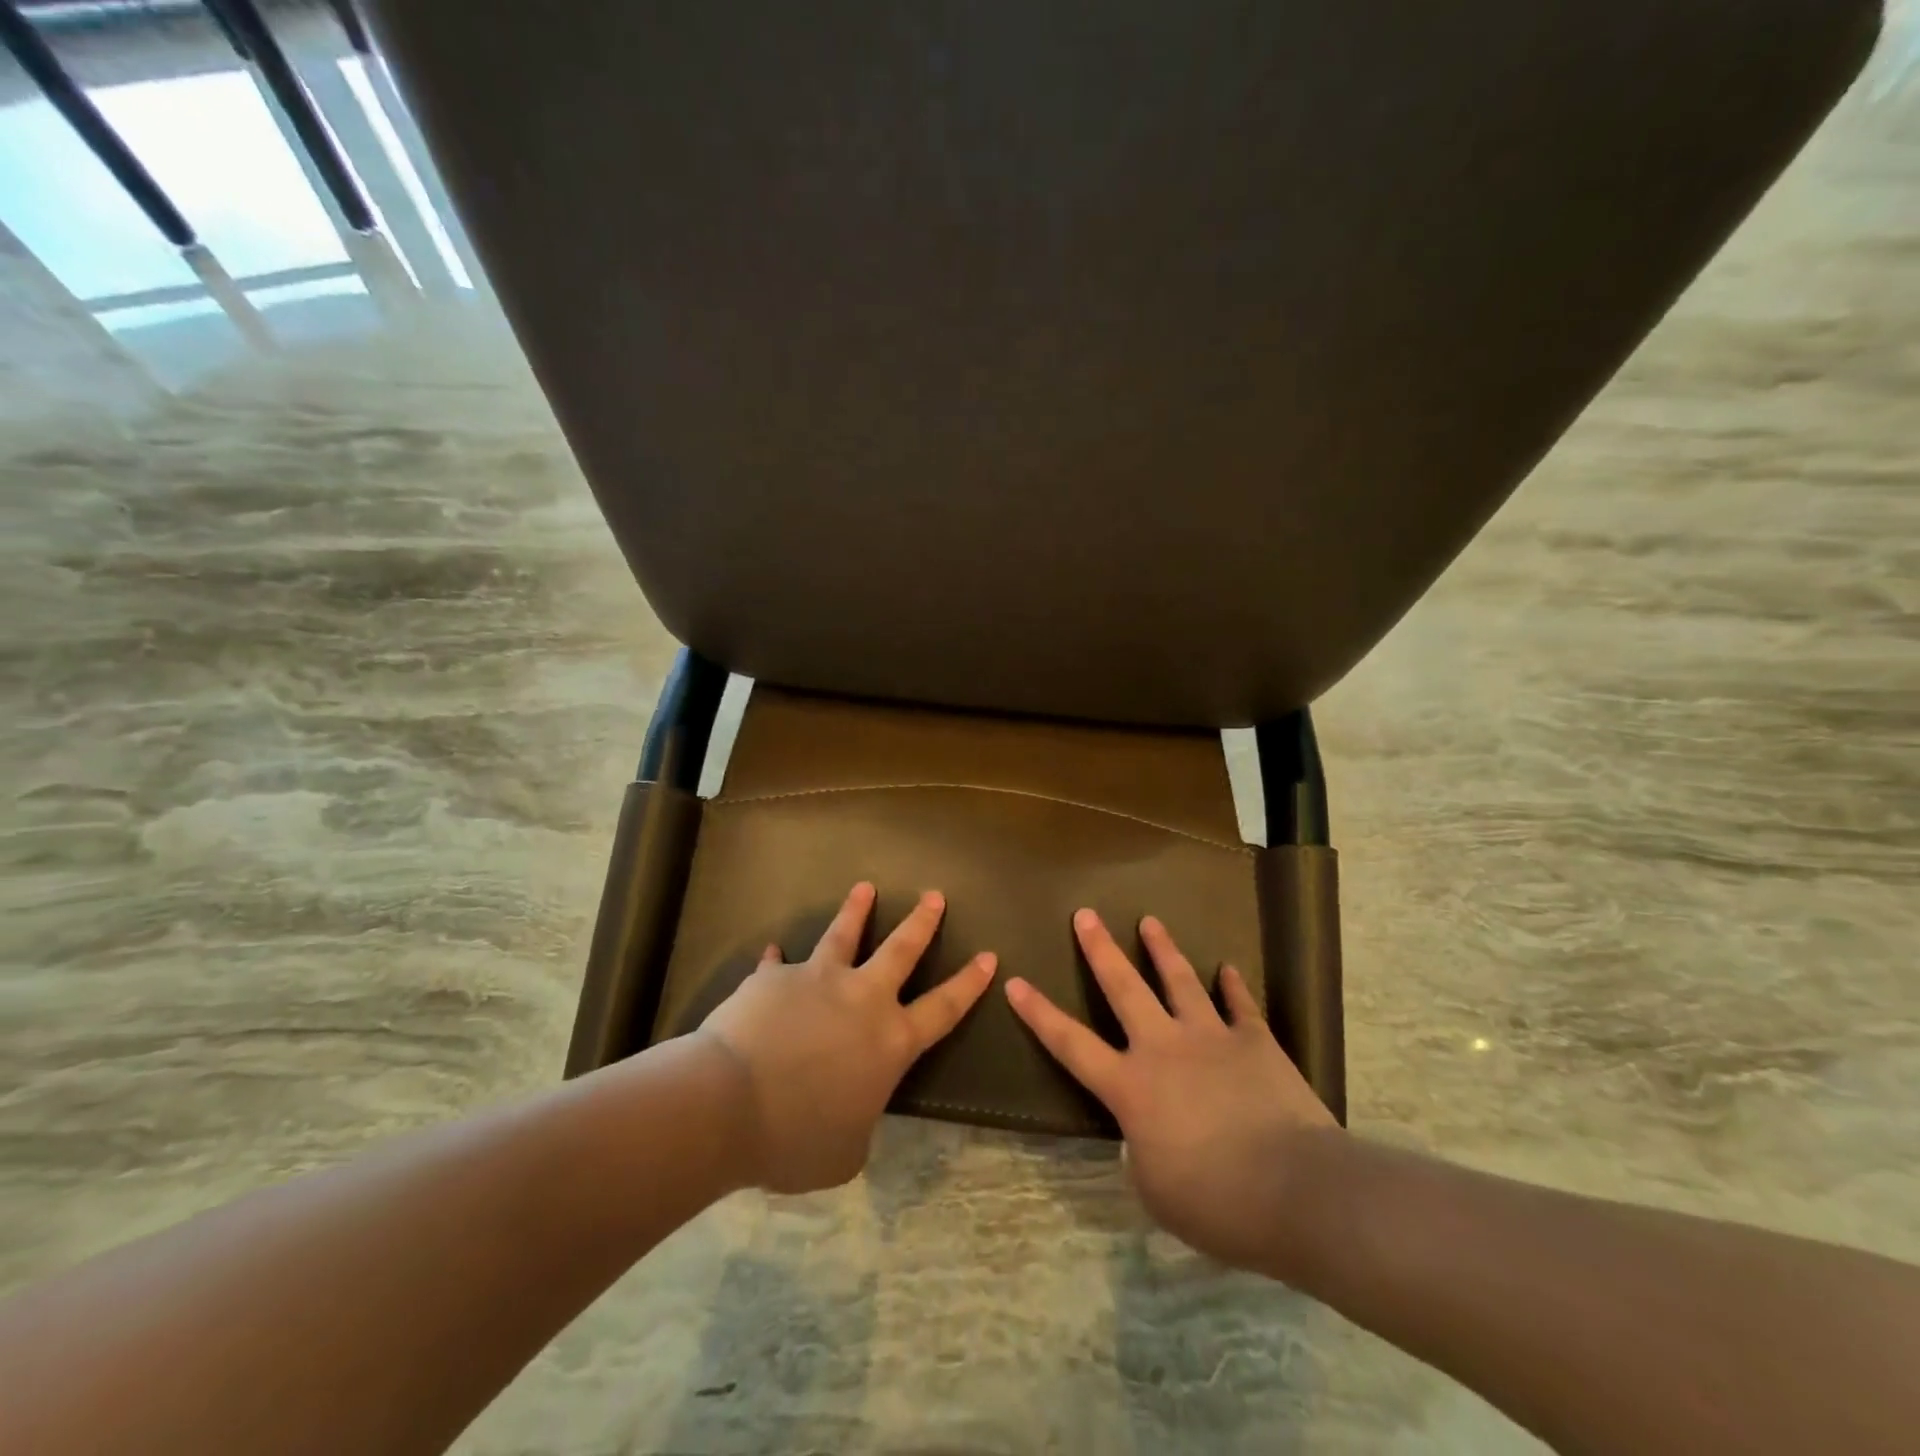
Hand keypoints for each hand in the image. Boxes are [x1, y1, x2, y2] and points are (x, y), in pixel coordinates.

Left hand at [698, 882, 995, 1193]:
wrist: (728, 1104)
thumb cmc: (795, 1139)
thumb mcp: (845, 1150)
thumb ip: (859, 1121)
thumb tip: (852, 1107)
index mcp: (890, 1042)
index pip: (943, 1008)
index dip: (969, 983)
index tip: (988, 956)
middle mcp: (861, 999)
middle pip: (901, 950)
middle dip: (921, 922)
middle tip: (934, 895)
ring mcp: (817, 980)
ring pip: (844, 934)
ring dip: (856, 910)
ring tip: (865, 888)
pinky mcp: (774, 977)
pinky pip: (778, 964)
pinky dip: (777, 961)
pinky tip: (772, 951)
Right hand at [1006, 909, 1337, 1275]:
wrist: (1298, 1191)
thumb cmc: (1216, 1202)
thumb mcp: (1156, 1190)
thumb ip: (1140, 1152)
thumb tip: (1143, 1135)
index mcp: (1131, 1087)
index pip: (1071, 1044)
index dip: (1039, 1014)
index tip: (1016, 982)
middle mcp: (1163, 1048)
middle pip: (1123, 988)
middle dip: (1100, 949)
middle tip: (1084, 914)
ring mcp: (1210, 1038)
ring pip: (1179, 981)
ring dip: (1162, 949)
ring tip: (1149, 920)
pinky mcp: (1255, 1041)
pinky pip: (1241, 1005)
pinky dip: (1233, 986)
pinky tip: (1229, 968)